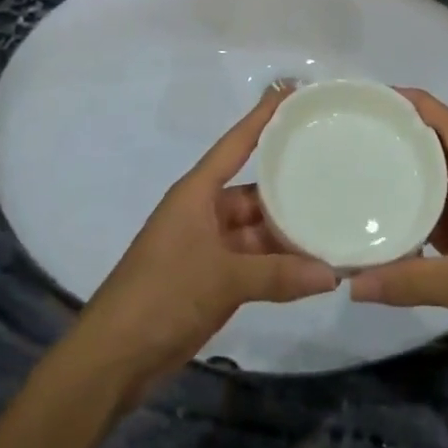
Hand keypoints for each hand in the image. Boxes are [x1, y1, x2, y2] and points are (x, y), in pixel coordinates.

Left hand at [67, 85, 336, 402]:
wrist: (114, 357)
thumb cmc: (162, 294)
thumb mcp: (223, 278)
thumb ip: (278, 275)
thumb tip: (332, 274)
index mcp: (198, 192)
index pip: (237, 143)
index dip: (262, 116)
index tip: (291, 91)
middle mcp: (205, 211)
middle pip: (254, 189)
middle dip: (289, 184)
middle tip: (334, 167)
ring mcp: (209, 246)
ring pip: (257, 229)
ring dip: (287, 232)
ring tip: (333, 221)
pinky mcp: (213, 279)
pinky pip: (254, 262)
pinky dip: (278, 266)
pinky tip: (312, 267)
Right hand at [348, 89, 447, 381]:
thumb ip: (410, 282)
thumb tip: (353, 282)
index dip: (421, 106)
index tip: (383, 95)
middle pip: (445, 150)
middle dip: (410, 135)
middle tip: (366, 128)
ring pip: (444, 185)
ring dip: (413, 174)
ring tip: (370, 164)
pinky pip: (445, 218)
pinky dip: (420, 214)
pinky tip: (391, 218)